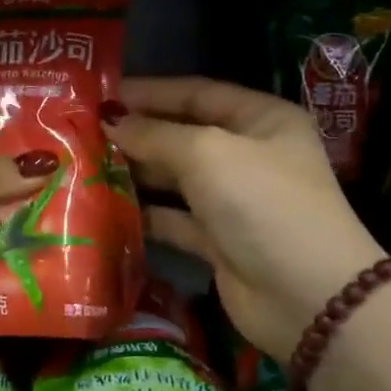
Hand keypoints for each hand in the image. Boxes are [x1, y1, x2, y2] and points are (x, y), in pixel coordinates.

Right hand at [107, 77, 385, 363]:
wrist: (307, 298)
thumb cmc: (263, 204)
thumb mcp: (208, 154)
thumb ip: (155, 135)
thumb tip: (111, 122)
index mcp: (261, 119)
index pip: (197, 93)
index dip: (150, 92)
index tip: (101, 95)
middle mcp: (249, 154)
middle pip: (183, 134)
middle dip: (137, 133)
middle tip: (83, 132)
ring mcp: (235, 200)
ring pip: (175, 178)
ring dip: (136, 172)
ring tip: (86, 166)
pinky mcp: (219, 241)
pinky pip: (174, 219)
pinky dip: (145, 214)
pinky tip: (106, 208)